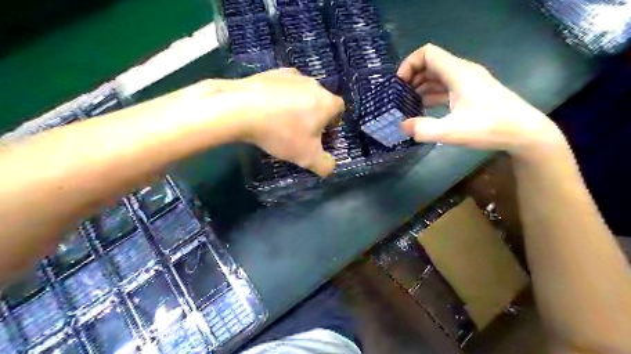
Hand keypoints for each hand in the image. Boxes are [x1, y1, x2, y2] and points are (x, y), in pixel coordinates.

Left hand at [233, 67, 342, 174]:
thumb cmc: (281, 133)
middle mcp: (313, 83)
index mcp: (326, 102)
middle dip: (315, 115)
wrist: (241, 109)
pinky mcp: (271, 72)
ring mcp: (291, 75)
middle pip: (320, 100)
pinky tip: (268, 109)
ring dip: (298, 105)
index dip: (334, 122)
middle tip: (302, 131)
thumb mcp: (307, 157)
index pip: (339, 108)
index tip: (322, 134)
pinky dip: (280, 97)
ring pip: (301, 92)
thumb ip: (324, 165)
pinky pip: (282, 87)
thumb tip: (330, 167)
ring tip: (282, 121)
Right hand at [399, 43, 561, 155]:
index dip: (409, 64)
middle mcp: (462, 72)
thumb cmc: (490, 128)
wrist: (524, 132)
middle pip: (431, 64)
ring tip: (407, 105)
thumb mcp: (451, 131)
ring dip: (420, 87)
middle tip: (400, 97)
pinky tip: (424, 109)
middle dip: (412, 78)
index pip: (428, 53)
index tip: (399, 84)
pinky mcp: (471, 93)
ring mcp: (468, 82)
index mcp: (458, 73)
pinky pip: (445, 87)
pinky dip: (431, 94)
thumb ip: (423, 129)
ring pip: (438, 76)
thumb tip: (402, 126)